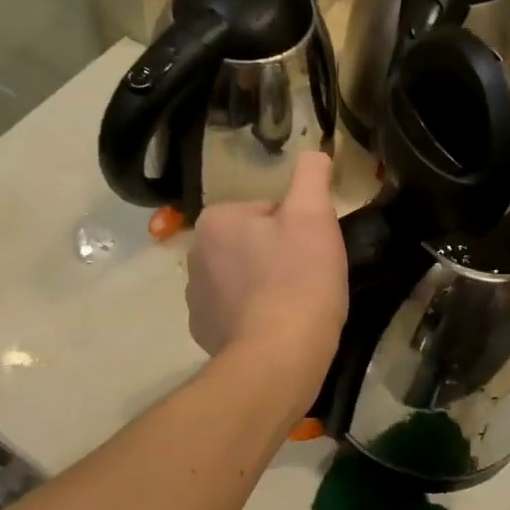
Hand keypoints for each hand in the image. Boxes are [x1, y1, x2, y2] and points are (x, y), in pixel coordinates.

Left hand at [186, 153, 346, 404]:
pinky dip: (256, 316)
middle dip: (279, 255)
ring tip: (296, 306)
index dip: (297, 228)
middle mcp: (194, 255)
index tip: (311, 251)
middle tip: (308, 278)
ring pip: (245, 277)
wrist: (279, 357)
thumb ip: (312, 175)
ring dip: (268, 285)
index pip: (266, 212)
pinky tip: (278, 328)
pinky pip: (236, 311)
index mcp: (215, 221)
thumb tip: (314, 153)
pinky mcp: (204, 333)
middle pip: (253, 243)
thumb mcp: (314, 215)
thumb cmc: (298, 279)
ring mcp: (196, 298)